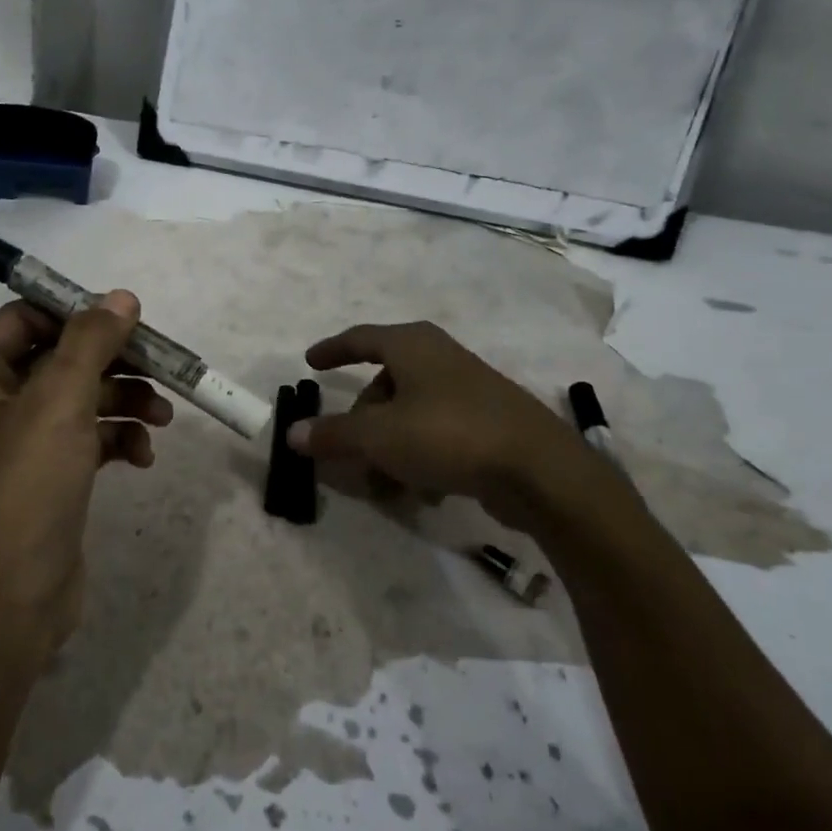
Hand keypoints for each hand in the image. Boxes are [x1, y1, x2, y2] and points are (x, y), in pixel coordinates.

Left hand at [0, 291, 172, 667]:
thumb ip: (90, 342)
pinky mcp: (43, 477)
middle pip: (60, 357)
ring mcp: (16, 443)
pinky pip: (84, 438)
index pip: (28, 317)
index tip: (132, 323)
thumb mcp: (58, 404)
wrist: (2, 607)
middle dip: (114, 362)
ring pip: (79, 398)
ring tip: (163, 416)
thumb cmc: (21, 492)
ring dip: (123, 400)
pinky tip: (143, 456)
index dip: (79, 315)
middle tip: (163, 368)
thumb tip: (121, 297)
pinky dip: (116, 438)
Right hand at [289, 321, 626, 528]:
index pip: (361, 338)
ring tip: (384, 487)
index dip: (332, 350)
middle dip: (361, 425)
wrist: (538, 469)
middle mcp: (439, 359)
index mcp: (412, 345)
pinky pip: (436, 435)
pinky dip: (419, 458)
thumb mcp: (379, 436)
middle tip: (347, 457)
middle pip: (383, 387)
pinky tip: (423, 492)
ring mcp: (467, 390)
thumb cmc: (447, 434)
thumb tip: (293, 433)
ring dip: (388, 450)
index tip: (310, 363)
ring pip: (408, 416)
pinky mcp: (487, 423)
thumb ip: (333, 434)